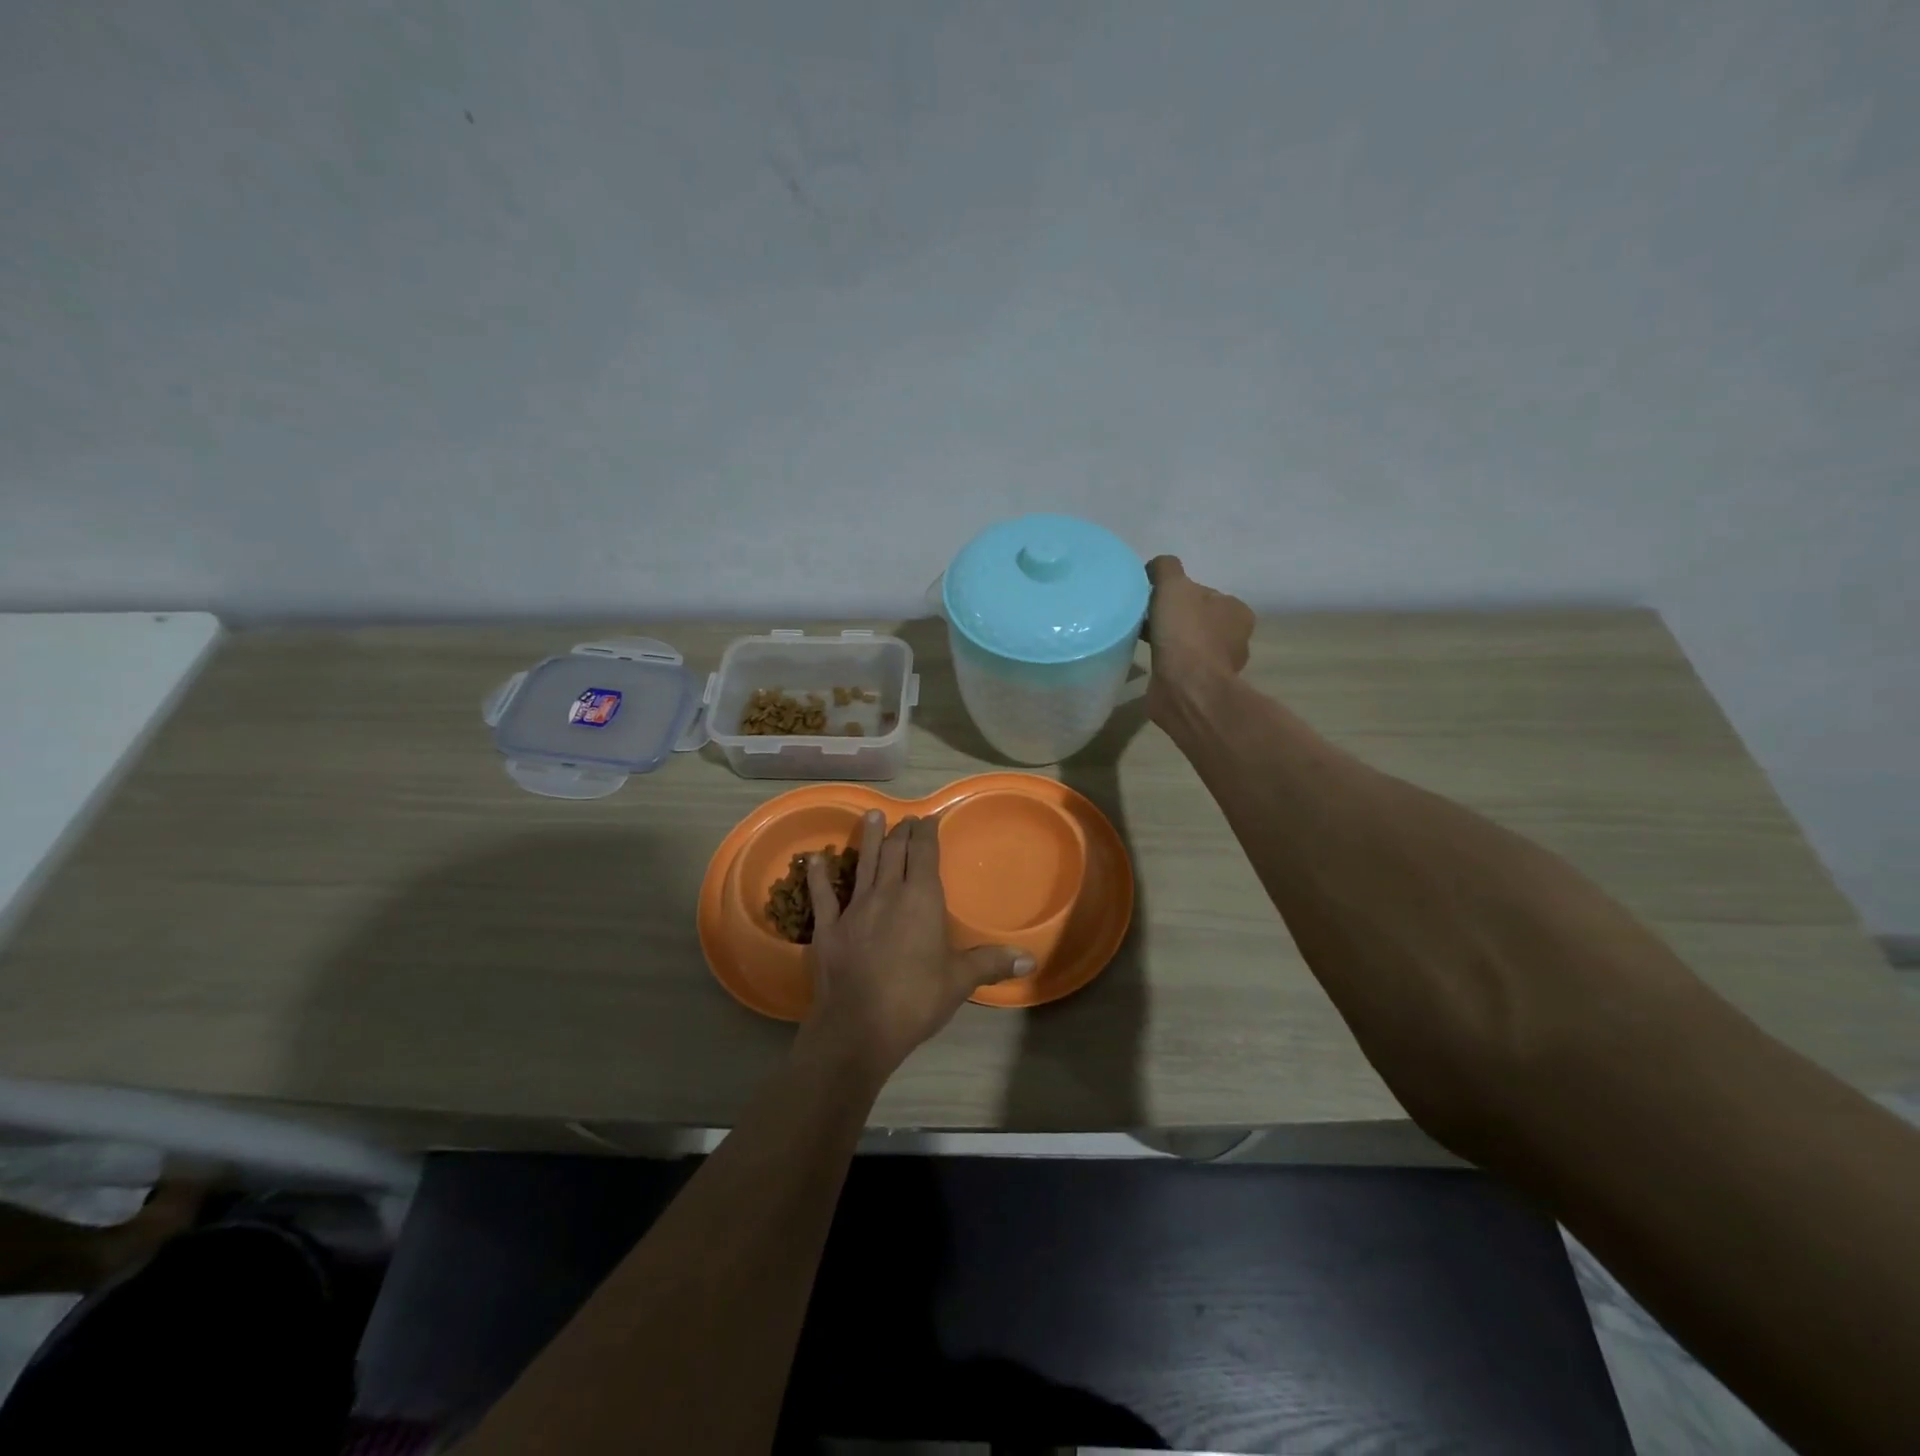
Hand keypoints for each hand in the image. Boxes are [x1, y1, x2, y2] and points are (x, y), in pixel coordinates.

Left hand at [800, 811, 1032, 1079]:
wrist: (859, 1028)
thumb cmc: (916, 1000)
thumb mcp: (959, 981)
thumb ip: (991, 963)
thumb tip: (1030, 959)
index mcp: (921, 899)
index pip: (924, 854)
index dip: (926, 833)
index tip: (928, 818)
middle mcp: (887, 894)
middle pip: (894, 852)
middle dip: (901, 832)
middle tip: (905, 818)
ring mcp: (854, 908)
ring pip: (863, 863)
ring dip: (867, 838)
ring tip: (871, 815)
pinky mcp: (828, 928)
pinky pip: (822, 895)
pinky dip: (818, 875)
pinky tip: (813, 859)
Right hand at [1144, 555, 1254, 721]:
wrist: (1186, 689)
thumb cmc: (1186, 634)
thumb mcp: (1173, 586)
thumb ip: (1165, 568)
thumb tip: (1156, 568)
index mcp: (1236, 611)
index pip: (1203, 593)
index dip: (1177, 593)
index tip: (1155, 599)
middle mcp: (1234, 638)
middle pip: (1195, 618)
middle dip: (1172, 618)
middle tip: (1145, 618)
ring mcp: (1218, 665)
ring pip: (1187, 643)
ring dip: (1168, 641)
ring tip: (1142, 639)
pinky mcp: (1200, 686)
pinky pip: (1180, 666)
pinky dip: (1166, 662)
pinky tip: (1150, 660)